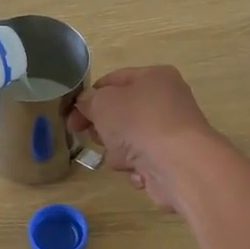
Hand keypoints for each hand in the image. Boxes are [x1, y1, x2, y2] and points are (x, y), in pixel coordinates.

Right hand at [69, 66, 224, 211]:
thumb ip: (89, 101)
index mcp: (154, 77)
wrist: (179, 164)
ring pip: (129, 141)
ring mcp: (171, 132)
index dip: (89, 97)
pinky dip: (137, 168)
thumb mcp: (102, 103)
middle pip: (121, 114)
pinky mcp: (173, 160)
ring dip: (119, 152)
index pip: (113, 81)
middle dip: (105, 129)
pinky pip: (143, 162)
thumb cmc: (139, 122)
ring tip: (124, 157)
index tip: (70, 116)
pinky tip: (141, 171)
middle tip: (96, 137)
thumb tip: (86, 104)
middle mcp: (167, 101)